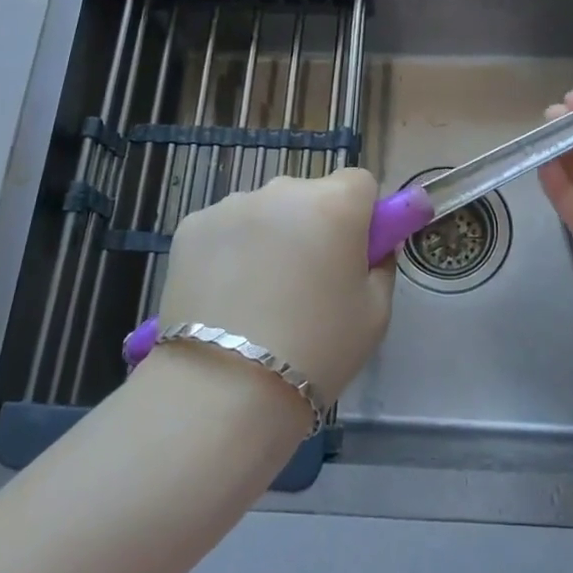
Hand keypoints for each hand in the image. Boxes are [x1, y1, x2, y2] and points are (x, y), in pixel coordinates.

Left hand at [158, 169, 393, 404]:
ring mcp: (232, 204)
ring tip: (259, 296)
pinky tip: (224, 296)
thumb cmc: (316, 351)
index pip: (359, 182)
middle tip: (307, 281)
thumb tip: (373, 247)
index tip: (353, 252)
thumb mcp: (375, 314)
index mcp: (334, 204)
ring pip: (265, 211)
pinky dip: (230, 250)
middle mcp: (283, 190)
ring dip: (269, 236)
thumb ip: (381, 265)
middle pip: (309, 195)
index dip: (361, 215)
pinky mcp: (191, 226)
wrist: (224, 389)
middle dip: (313, 225)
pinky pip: (225, 228)